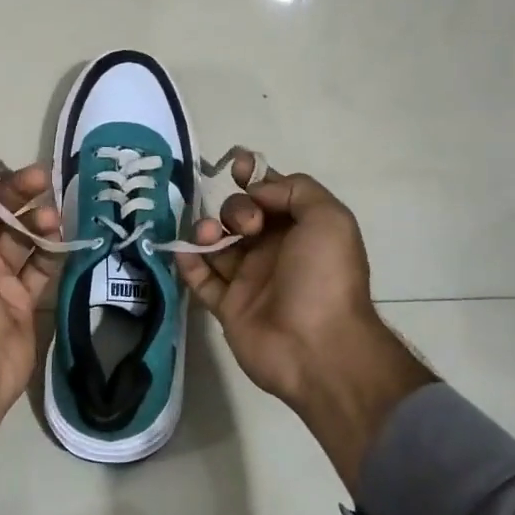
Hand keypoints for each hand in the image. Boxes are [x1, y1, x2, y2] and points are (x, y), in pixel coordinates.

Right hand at [176, 154, 436, 483]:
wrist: (317, 346)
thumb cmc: (325, 277)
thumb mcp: (329, 218)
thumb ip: (295, 190)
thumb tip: (257, 191)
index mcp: (300, 229)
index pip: (271, 194)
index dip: (252, 177)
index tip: (236, 168)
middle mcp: (273, 250)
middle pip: (239, 214)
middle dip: (234, 209)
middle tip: (247, 227)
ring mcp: (248, 279)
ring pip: (217, 243)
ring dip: (206, 230)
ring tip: (209, 238)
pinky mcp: (227, 306)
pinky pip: (200, 278)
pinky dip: (188, 261)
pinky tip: (185, 252)